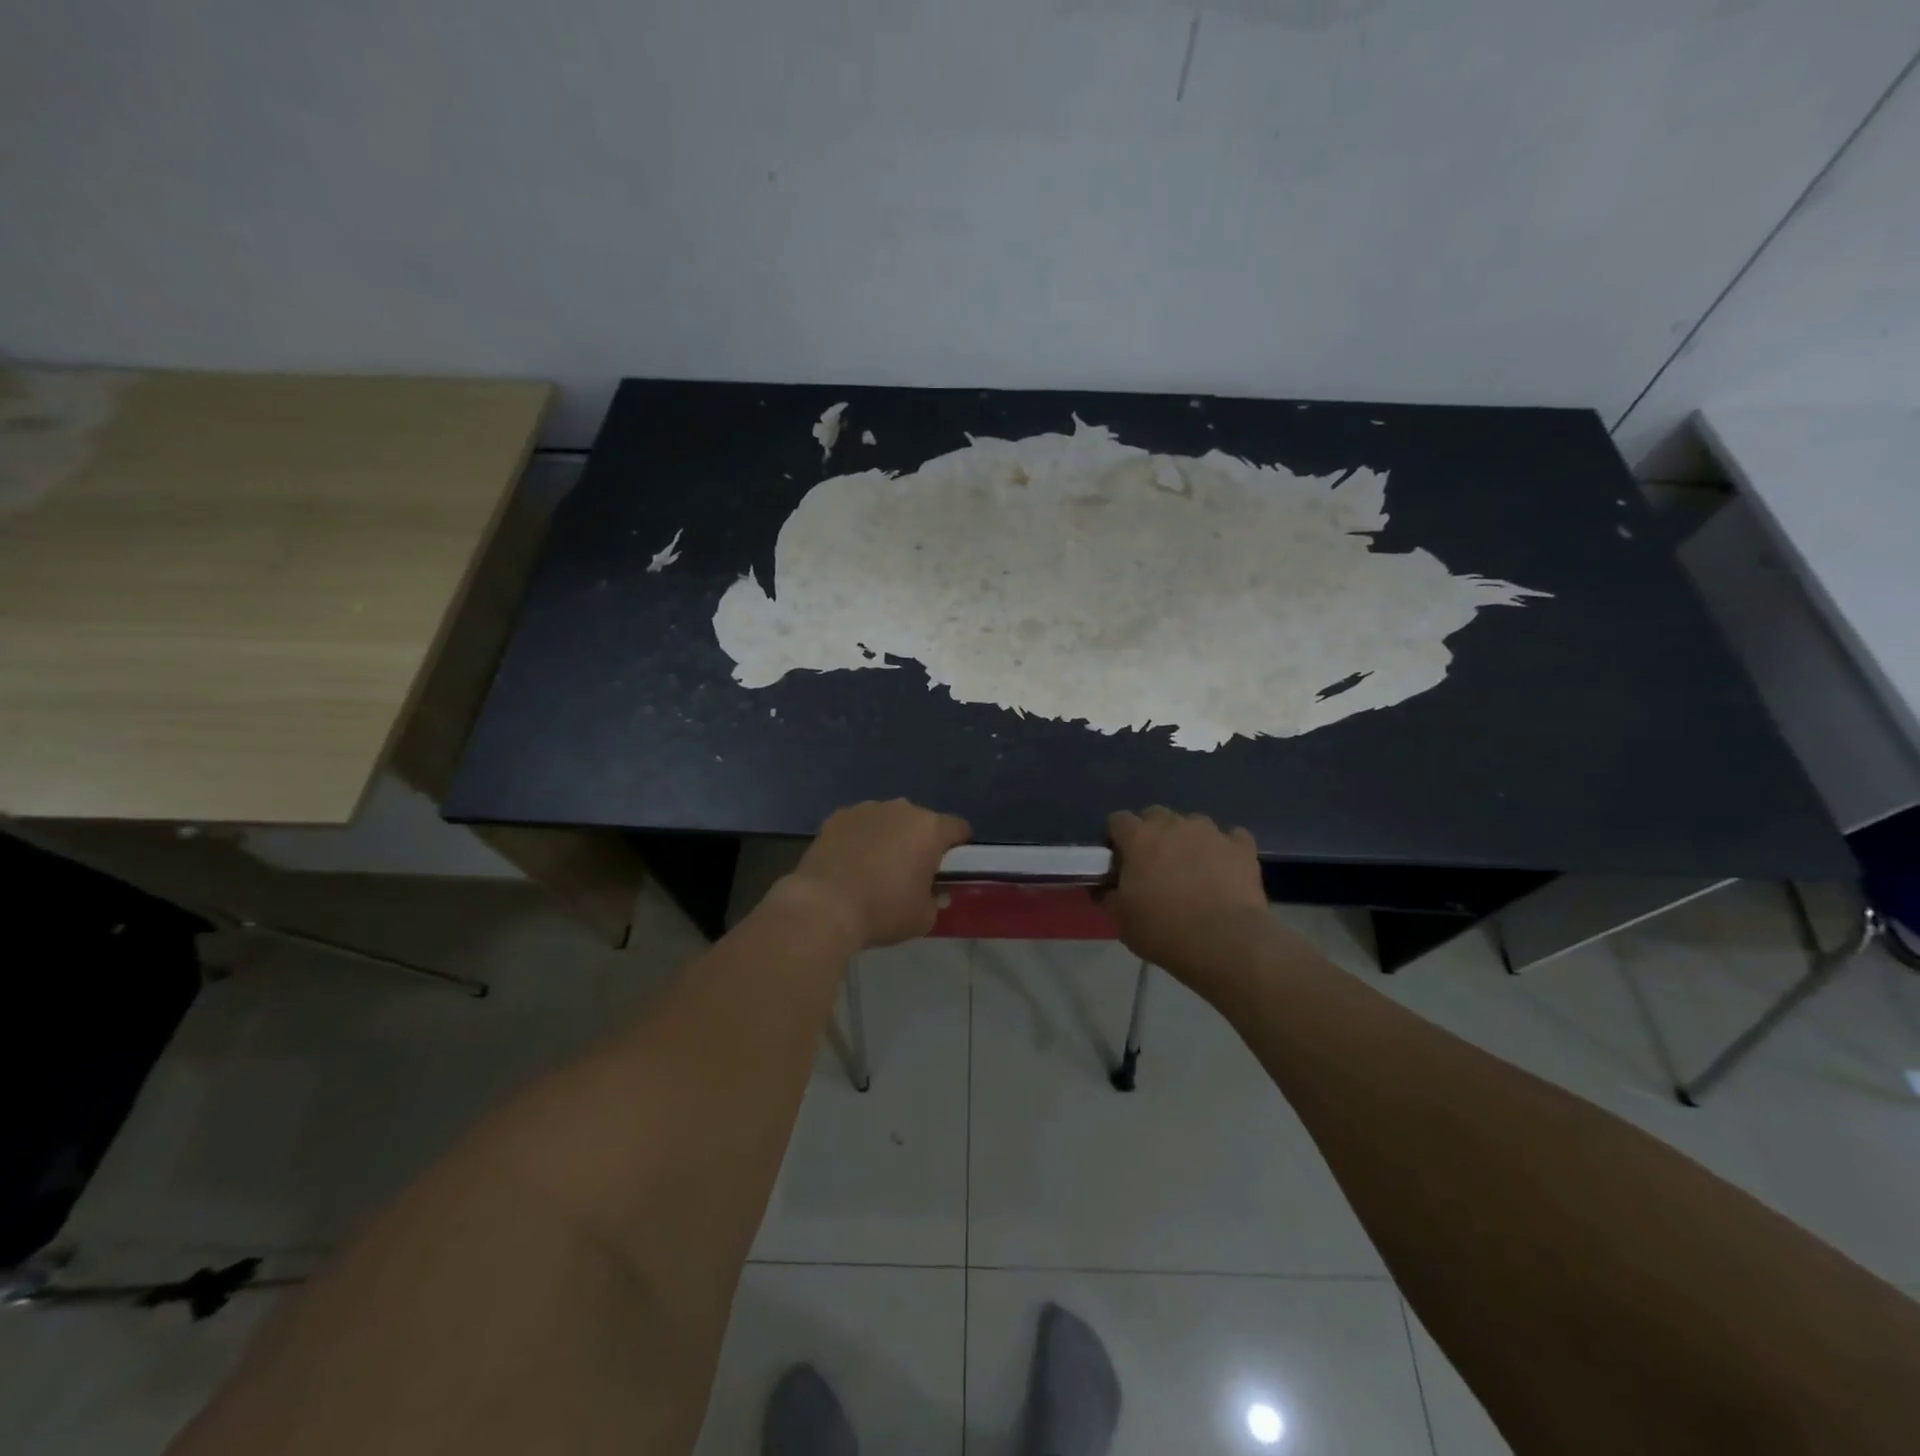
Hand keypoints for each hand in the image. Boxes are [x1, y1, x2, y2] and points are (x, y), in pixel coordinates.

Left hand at [782, 799, 971, 949]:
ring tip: (875, 869)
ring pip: (889, 820)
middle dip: (920, 842)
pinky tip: (849, 864)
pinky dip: (859, 839)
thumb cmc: (883, 911)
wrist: (823, 906)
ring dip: (889, 838)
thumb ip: (937, 900)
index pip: (959, 828)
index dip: (960, 847)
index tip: (951, 869)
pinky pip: (859, 825)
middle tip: (911, 872)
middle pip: (921, 822)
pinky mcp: (837, 816)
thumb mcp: (924, 918)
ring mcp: (867, 809)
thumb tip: (936, 893)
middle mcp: (901, 809)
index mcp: (930, 828)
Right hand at [1105, 807, 1268, 969]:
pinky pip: (1231, 838)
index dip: (1115, 839)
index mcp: (1139, 837)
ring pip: (1192, 823)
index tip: (1118, 861)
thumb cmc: (1164, 930)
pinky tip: (1224, 870)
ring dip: (1187, 839)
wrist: (1225, 942)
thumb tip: (1104, 888)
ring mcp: (1211, 832)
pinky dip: (1224, 849)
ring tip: (1191, 868)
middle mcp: (1173, 824)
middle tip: (1153, 865)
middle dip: (1151, 834)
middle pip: (1155, 815)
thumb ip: (1108, 896)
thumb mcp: (1121, 920)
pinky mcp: (1242, 847)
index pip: (1117, 820)